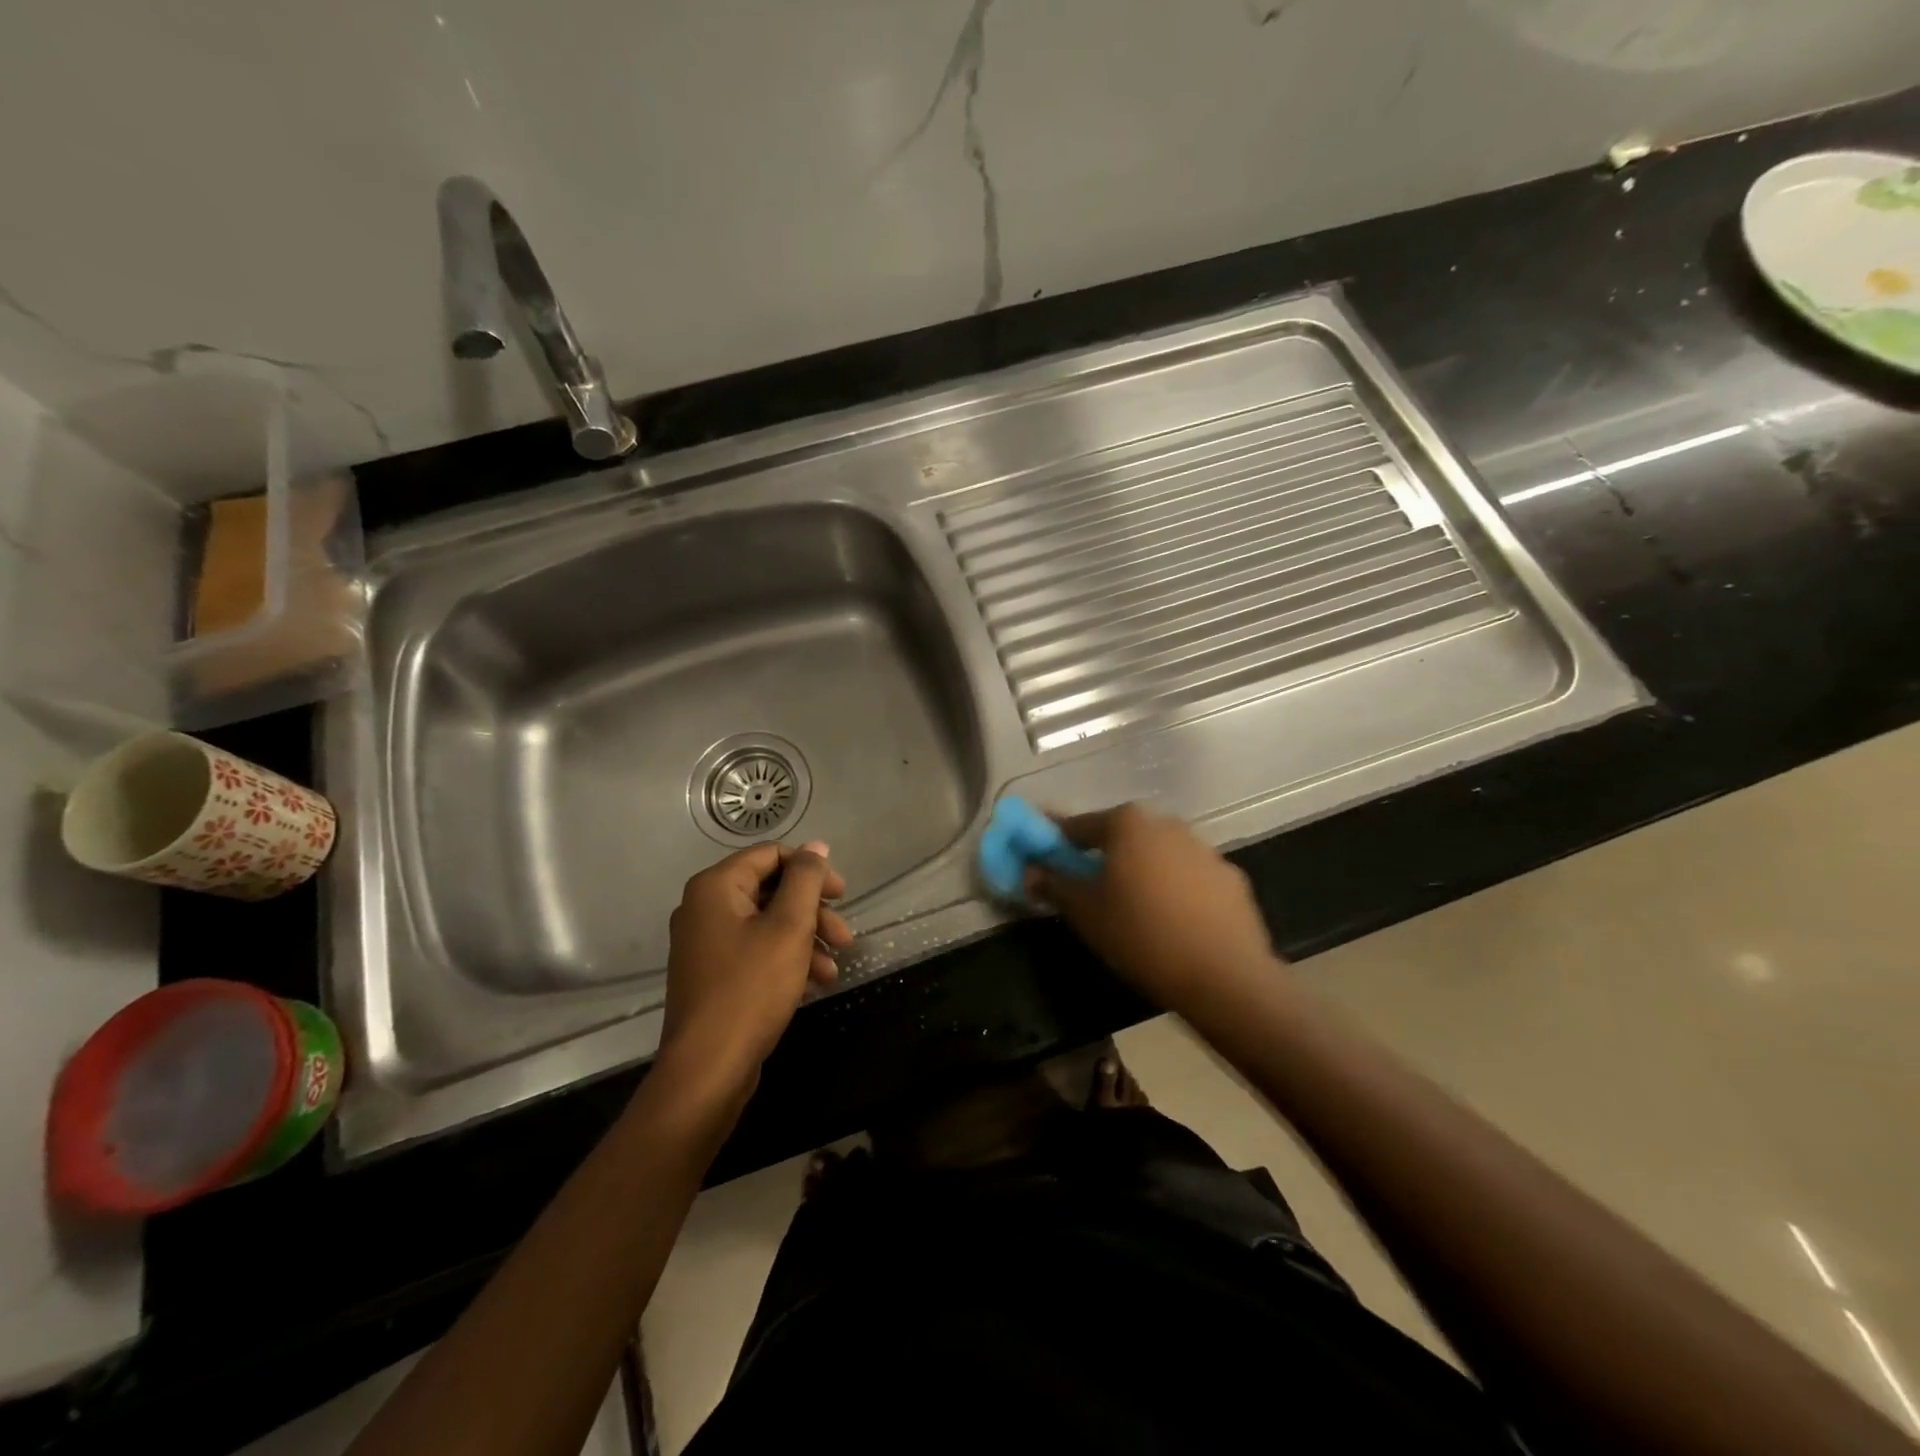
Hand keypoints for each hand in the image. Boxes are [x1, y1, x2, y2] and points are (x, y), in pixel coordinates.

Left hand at [660, 841, 852, 1089]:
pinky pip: (756, 951)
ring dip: (806, 939)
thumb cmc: (751, 988)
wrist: (708, 1068)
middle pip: (771, 890)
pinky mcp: (713, 974)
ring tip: (834, 968)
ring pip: (767, 924)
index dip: (811, 870)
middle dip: (813, 912)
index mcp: (716, 887)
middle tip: (845, 936)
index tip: (843, 895)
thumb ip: (806, 880)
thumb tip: (816, 846)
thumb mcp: (789, 927)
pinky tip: (815, 983)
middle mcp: (704, 907)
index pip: (771, 855)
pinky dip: (787, 959)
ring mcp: (706, 943)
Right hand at [1028, 804, 1280, 1015]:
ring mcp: (1204, 849)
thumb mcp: (1085, 913)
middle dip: (1103, 856)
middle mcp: (1166, 824)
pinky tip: (1173, 923)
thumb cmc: (1141, 935)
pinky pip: (1190, 878)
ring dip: (1142, 872)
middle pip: (1122, 835)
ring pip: (1158, 855)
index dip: (1058, 841)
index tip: (1046, 858)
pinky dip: (1176, 891)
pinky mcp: (1231, 878)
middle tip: (1090, 889)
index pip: (1079, 825)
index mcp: (1127, 824)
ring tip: (1134, 911)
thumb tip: (1029, 870)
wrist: (1224, 976)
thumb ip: (1054, 885)